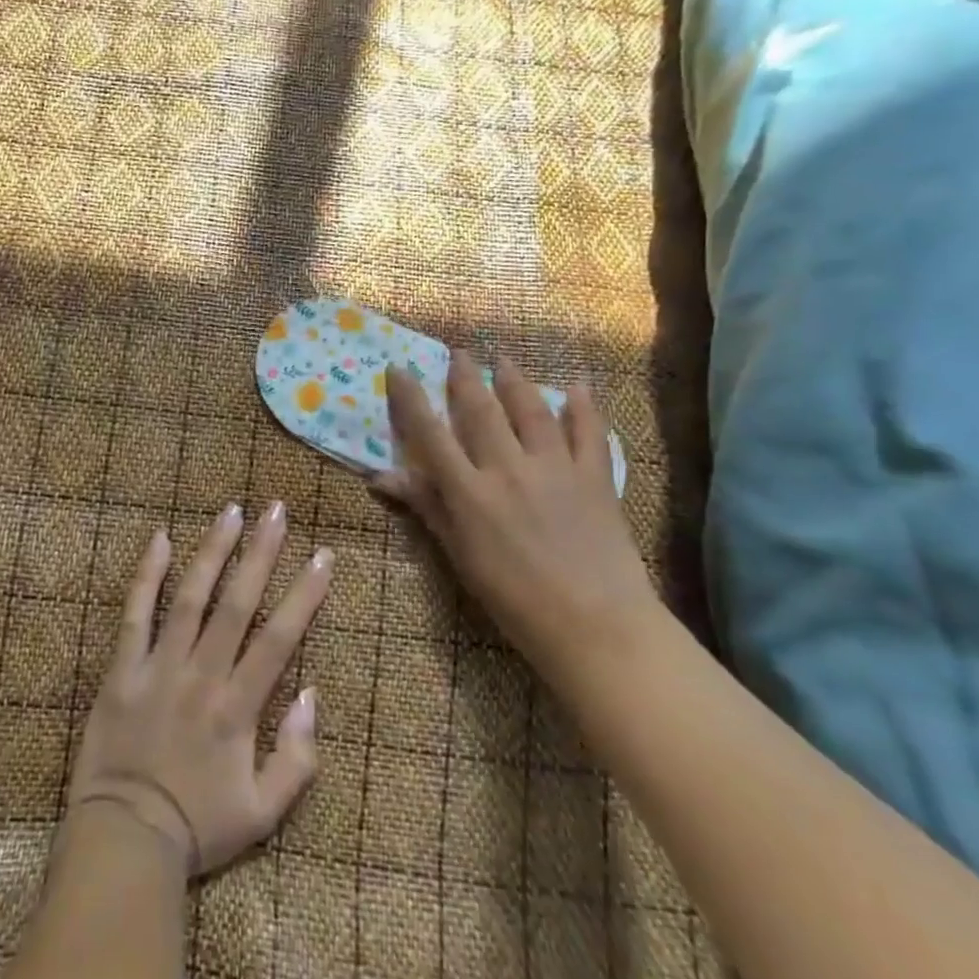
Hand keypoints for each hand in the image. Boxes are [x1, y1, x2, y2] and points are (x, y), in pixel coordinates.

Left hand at [68, 503, 332, 875]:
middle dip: (261, 553)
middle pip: (237, 603)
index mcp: (237, 709)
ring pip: (189, 597)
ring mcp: (157, 668)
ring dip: (212, 551)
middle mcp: (201, 677)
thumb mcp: (263, 814)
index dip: (304, 594)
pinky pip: (134, 615)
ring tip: (231, 511)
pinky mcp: (121, 670)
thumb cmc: (197, 829)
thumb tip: (311, 695)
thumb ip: (296, 759)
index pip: (278, 638)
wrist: (122, 843)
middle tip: (277, 510)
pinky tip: (159, 539)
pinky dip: (146, 576)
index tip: (322, 555)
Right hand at [375, 352, 656, 682]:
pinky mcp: (595, 477)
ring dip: (515, 380)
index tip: (399, 368)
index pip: (431, 434)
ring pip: (530, 410)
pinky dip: (583, 406)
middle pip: (480, 410)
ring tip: (504, 358)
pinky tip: (578, 387)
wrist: (595, 626)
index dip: (411, 399)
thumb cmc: (515, 600)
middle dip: (465, 377)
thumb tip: (383, 477)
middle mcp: (508, 469)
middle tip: (457, 352)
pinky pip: (589, 432)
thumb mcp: (461, 557)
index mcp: (470, 492)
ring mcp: (555, 468)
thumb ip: (428, 509)